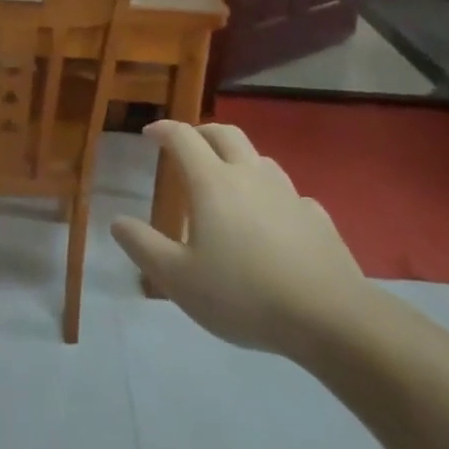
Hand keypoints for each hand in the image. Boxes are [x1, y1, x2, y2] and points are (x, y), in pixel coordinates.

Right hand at [110, 121, 372, 357]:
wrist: (330, 317)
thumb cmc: (243, 294)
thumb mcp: (178, 279)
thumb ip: (143, 246)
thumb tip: (117, 221)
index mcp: (212, 183)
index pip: (183, 138)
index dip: (163, 130)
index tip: (149, 133)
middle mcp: (250, 176)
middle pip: (225, 133)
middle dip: (202, 131)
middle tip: (187, 143)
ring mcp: (288, 194)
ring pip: (260, 159)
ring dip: (238, 159)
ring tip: (228, 179)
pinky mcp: (317, 218)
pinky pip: (289, 194)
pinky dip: (271, 195)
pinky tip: (272, 219)